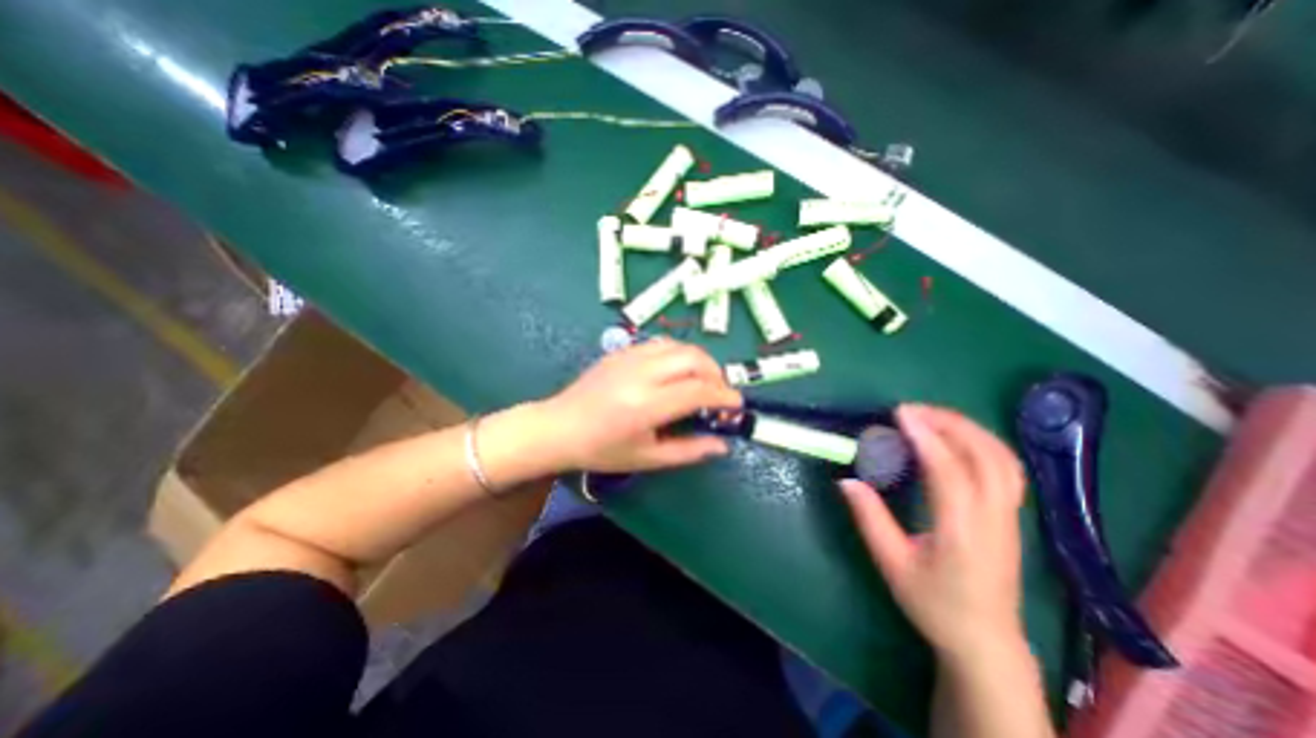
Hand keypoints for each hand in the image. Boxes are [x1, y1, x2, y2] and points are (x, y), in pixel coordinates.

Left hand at [543, 338, 739, 472]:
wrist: (559, 427)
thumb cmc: (602, 450)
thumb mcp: (647, 458)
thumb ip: (688, 450)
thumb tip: (722, 445)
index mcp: (647, 405)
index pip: (698, 390)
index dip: (724, 396)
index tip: (736, 406)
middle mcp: (641, 374)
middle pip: (694, 359)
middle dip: (717, 374)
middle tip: (719, 394)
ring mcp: (630, 357)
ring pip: (679, 346)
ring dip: (700, 361)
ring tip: (702, 381)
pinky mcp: (622, 350)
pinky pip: (661, 344)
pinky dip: (679, 354)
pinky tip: (677, 372)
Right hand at [842, 408, 1026, 658]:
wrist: (985, 641)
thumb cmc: (934, 604)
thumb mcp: (892, 564)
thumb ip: (869, 519)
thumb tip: (847, 481)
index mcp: (962, 532)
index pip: (949, 471)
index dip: (926, 437)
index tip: (900, 414)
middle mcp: (993, 518)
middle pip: (986, 456)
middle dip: (949, 423)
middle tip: (912, 410)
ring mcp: (1009, 516)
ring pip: (1003, 459)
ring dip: (968, 428)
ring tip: (932, 416)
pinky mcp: (1011, 515)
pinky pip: (1005, 467)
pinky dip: (982, 441)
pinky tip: (956, 437)